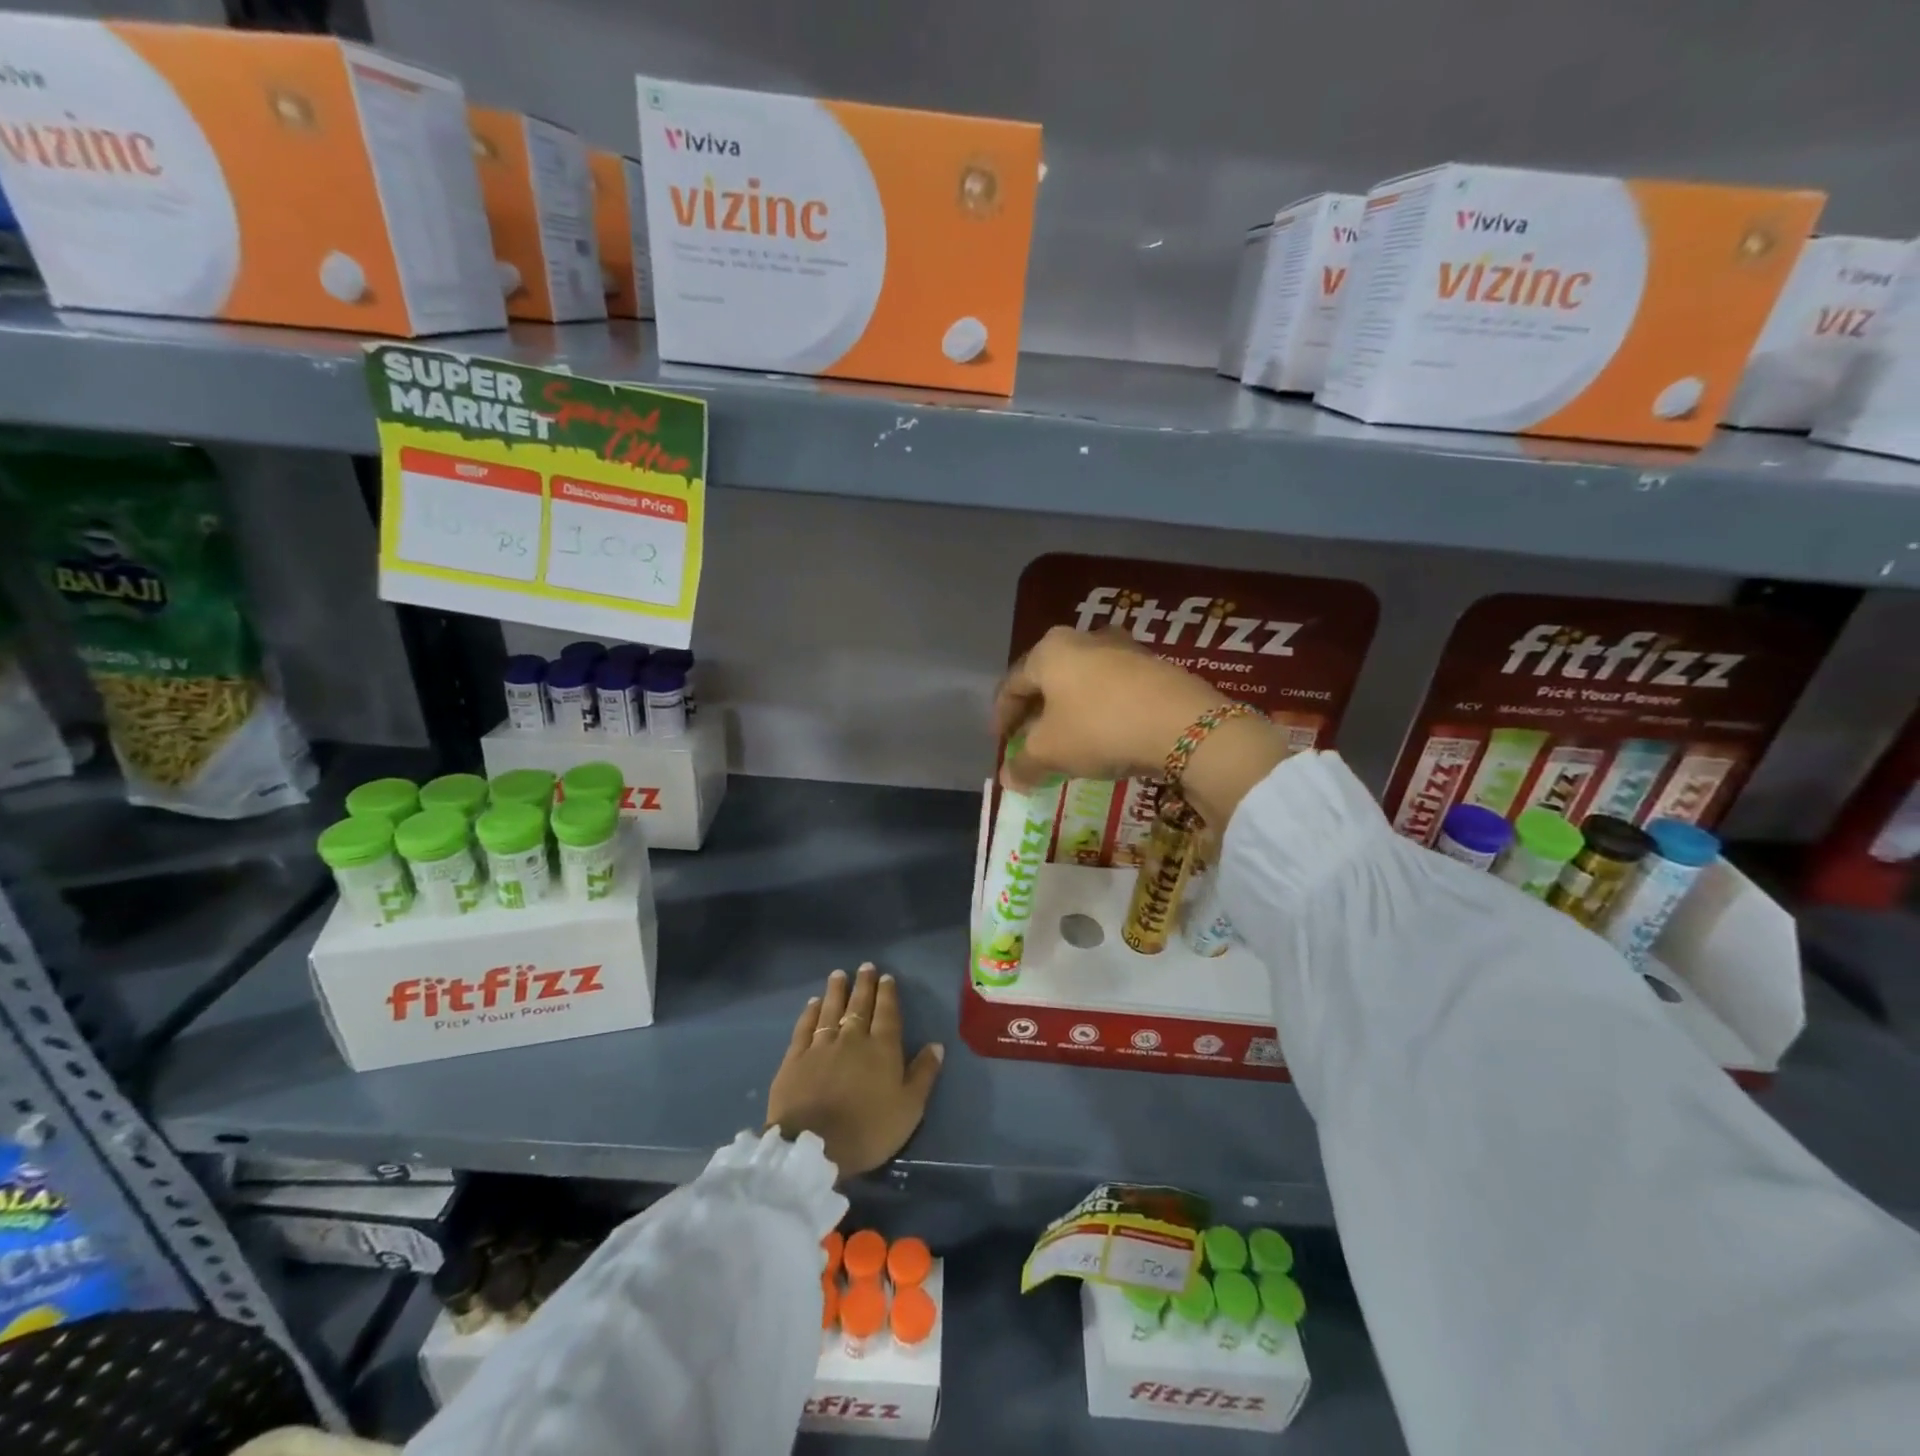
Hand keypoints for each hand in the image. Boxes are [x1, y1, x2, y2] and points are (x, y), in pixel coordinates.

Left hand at [767, 964, 943, 1178]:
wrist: (814, 1147)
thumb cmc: (868, 1130)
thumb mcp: (909, 1109)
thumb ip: (923, 1074)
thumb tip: (936, 1045)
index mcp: (882, 1049)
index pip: (887, 1013)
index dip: (887, 994)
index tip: (886, 977)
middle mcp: (852, 1039)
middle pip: (859, 1005)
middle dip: (864, 984)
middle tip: (866, 966)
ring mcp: (821, 1046)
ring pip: (831, 1010)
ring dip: (836, 991)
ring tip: (839, 974)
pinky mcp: (795, 1058)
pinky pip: (804, 1027)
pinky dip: (810, 1013)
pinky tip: (813, 1003)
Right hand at [992, 626, 1223, 789]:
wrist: (1184, 724)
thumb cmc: (1099, 728)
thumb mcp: (1050, 752)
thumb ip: (1023, 764)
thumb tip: (1009, 779)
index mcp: (1050, 650)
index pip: (1012, 684)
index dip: (1001, 718)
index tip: (1000, 745)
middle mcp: (1083, 639)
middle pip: (1048, 680)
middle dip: (1036, 714)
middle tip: (1030, 743)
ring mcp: (1123, 648)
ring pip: (1082, 683)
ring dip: (1069, 712)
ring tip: (1069, 742)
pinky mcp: (1155, 666)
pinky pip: (1113, 690)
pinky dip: (1100, 711)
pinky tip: (1105, 736)